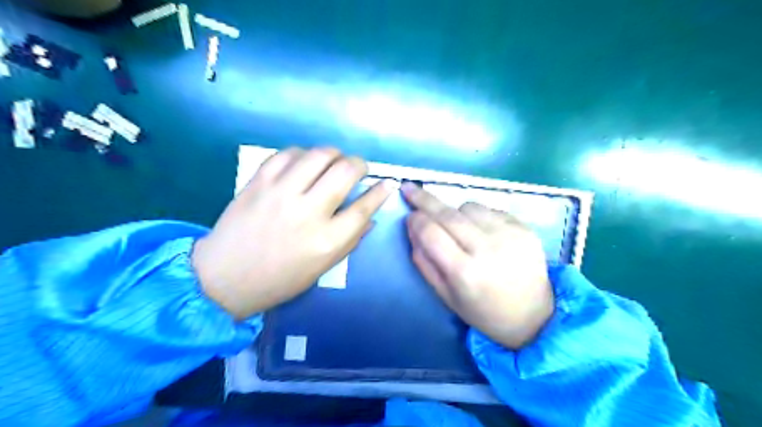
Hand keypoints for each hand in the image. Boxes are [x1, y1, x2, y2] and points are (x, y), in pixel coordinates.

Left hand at [192, 148, 392, 319]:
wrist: (225, 277)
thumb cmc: (280, 279)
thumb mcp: (322, 267)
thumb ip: (350, 240)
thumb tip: (371, 216)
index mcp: (326, 240)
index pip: (364, 207)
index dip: (380, 192)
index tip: (387, 183)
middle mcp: (307, 212)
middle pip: (345, 171)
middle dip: (359, 164)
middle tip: (358, 169)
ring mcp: (281, 193)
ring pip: (318, 155)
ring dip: (334, 154)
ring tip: (333, 162)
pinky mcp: (259, 182)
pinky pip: (288, 154)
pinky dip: (303, 154)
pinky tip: (304, 163)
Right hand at [402, 182, 558, 348]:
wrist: (532, 315)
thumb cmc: (483, 311)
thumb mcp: (445, 295)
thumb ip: (424, 261)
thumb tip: (413, 228)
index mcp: (465, 272)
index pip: (431, 233)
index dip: (416, 221)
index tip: (409, 215)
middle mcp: (487, 248)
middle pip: (448, 214)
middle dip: (424, 199)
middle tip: (409, 187)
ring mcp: (509, 234)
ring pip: (468, 207)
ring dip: (454, 211)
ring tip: (457, 227)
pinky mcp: (523, 227)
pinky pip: (489, 209)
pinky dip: (476, 215)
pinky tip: (480, 231)